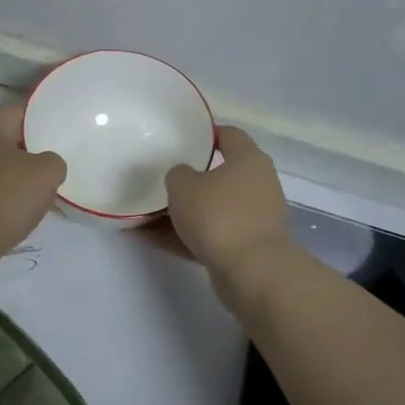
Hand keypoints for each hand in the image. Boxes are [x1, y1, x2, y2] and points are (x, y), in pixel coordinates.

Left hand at [0, 105, 66, 257]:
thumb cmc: (3, 197)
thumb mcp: (46, 174)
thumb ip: (54, 162)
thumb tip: (46, 165)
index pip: (17, 111)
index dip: (40, 118)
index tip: (59, 132)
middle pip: (5, 141)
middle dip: (29, 152)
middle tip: (53, 166)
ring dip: (15, 179)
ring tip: (40, 195)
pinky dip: (1, 201)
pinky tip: (17, 216)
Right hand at [163, 127, 291, 279]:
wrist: (252, 271)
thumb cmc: (218, 215)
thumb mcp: (183, 185)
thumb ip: (178, 174)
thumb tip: (184, 177)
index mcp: (248, 160)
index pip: (230, 135)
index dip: (207, 134)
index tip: (182, 138)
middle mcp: (257, 184)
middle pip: (220, 175)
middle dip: (190, 179)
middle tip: (162, 177)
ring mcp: (254, 218)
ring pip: (212, 208)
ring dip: (183, 212)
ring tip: (146, 214)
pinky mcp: (246, 246)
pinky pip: (209, 234)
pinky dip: (184, 236)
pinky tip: (151, 239)